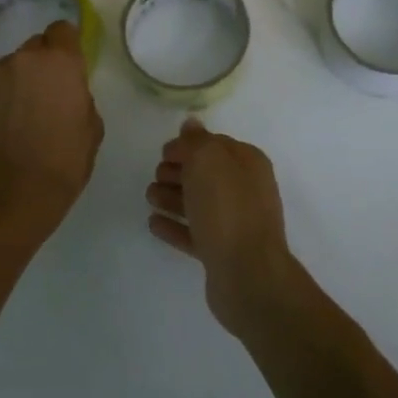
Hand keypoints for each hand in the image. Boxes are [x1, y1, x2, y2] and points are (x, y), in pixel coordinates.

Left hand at [0, 19, 102, 236]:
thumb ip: (79, 96)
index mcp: (60, 62)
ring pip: (9, 68)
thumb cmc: (64, 162)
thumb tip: (66, 93)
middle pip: (34, 48)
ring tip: (17, 117)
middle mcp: (24, 58)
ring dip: (15, 83)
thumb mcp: (92, 127)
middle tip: (44, 96)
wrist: (15, 193)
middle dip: (41, 65)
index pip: (62, 30)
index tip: (67, 64)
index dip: (66, 45)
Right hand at [145, 119, 298, 335]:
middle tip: (156, 175)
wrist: (248, 274)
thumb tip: (191, 123)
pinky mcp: (223, 252)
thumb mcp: (209, 160)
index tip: (162, 152)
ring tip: (149, 197)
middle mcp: (245, 190)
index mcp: (248, 163)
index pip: (214, 145)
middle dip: (178, 171)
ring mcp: (235, 223)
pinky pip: (194, 233)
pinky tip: (153, 224)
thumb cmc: (227, 208)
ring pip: (199, 203)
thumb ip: (197, 140)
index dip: (187, 146)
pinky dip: (175, 226)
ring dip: (172, 197)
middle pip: (206, 174)